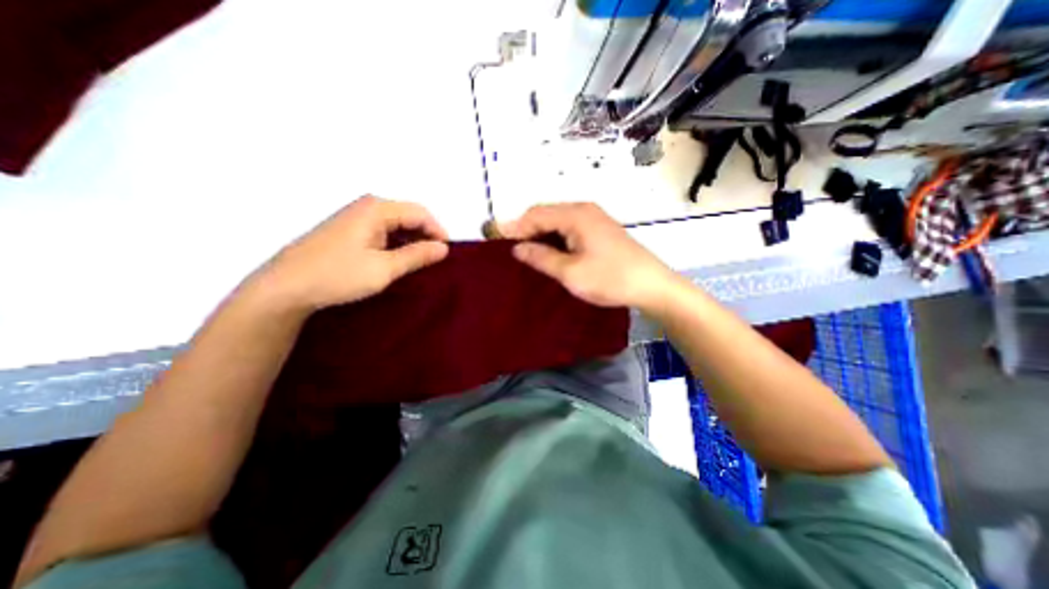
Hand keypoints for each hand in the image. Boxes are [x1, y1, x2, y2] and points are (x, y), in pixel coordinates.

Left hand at [257, 196, 449, 312]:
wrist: (285, 287)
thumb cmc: (338, 275)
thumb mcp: (384, 268)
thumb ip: (417, 256)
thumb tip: (444, 248)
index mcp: (377, 209)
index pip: (420, 213)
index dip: (438, 231)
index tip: (447, 253)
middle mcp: (367, 207)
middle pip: (409, 215)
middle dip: (426, 236)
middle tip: (435, 260)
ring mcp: (356, 217)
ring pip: (397, 224)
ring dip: (412, 241)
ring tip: (419, 262)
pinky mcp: (349, 230)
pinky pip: (383, 231)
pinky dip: (397, 244)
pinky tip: (398, 260)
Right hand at [501, 203, 680, 310]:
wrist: (652, 285)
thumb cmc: (610, 278)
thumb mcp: (570, 272)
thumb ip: (541, 258)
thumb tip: (517, 248)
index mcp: (576, 215)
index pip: (536, 214)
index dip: (515, 227)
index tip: (498, 241)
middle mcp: (584, 210)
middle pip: (547, 214)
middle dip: (527, 229)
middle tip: (511, 249)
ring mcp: (594, 219)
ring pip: (558, 221)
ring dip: (541, 234)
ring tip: (526, 252)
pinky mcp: (600, 230)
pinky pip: (569, 228)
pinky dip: (555, 238)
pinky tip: (550, 251)